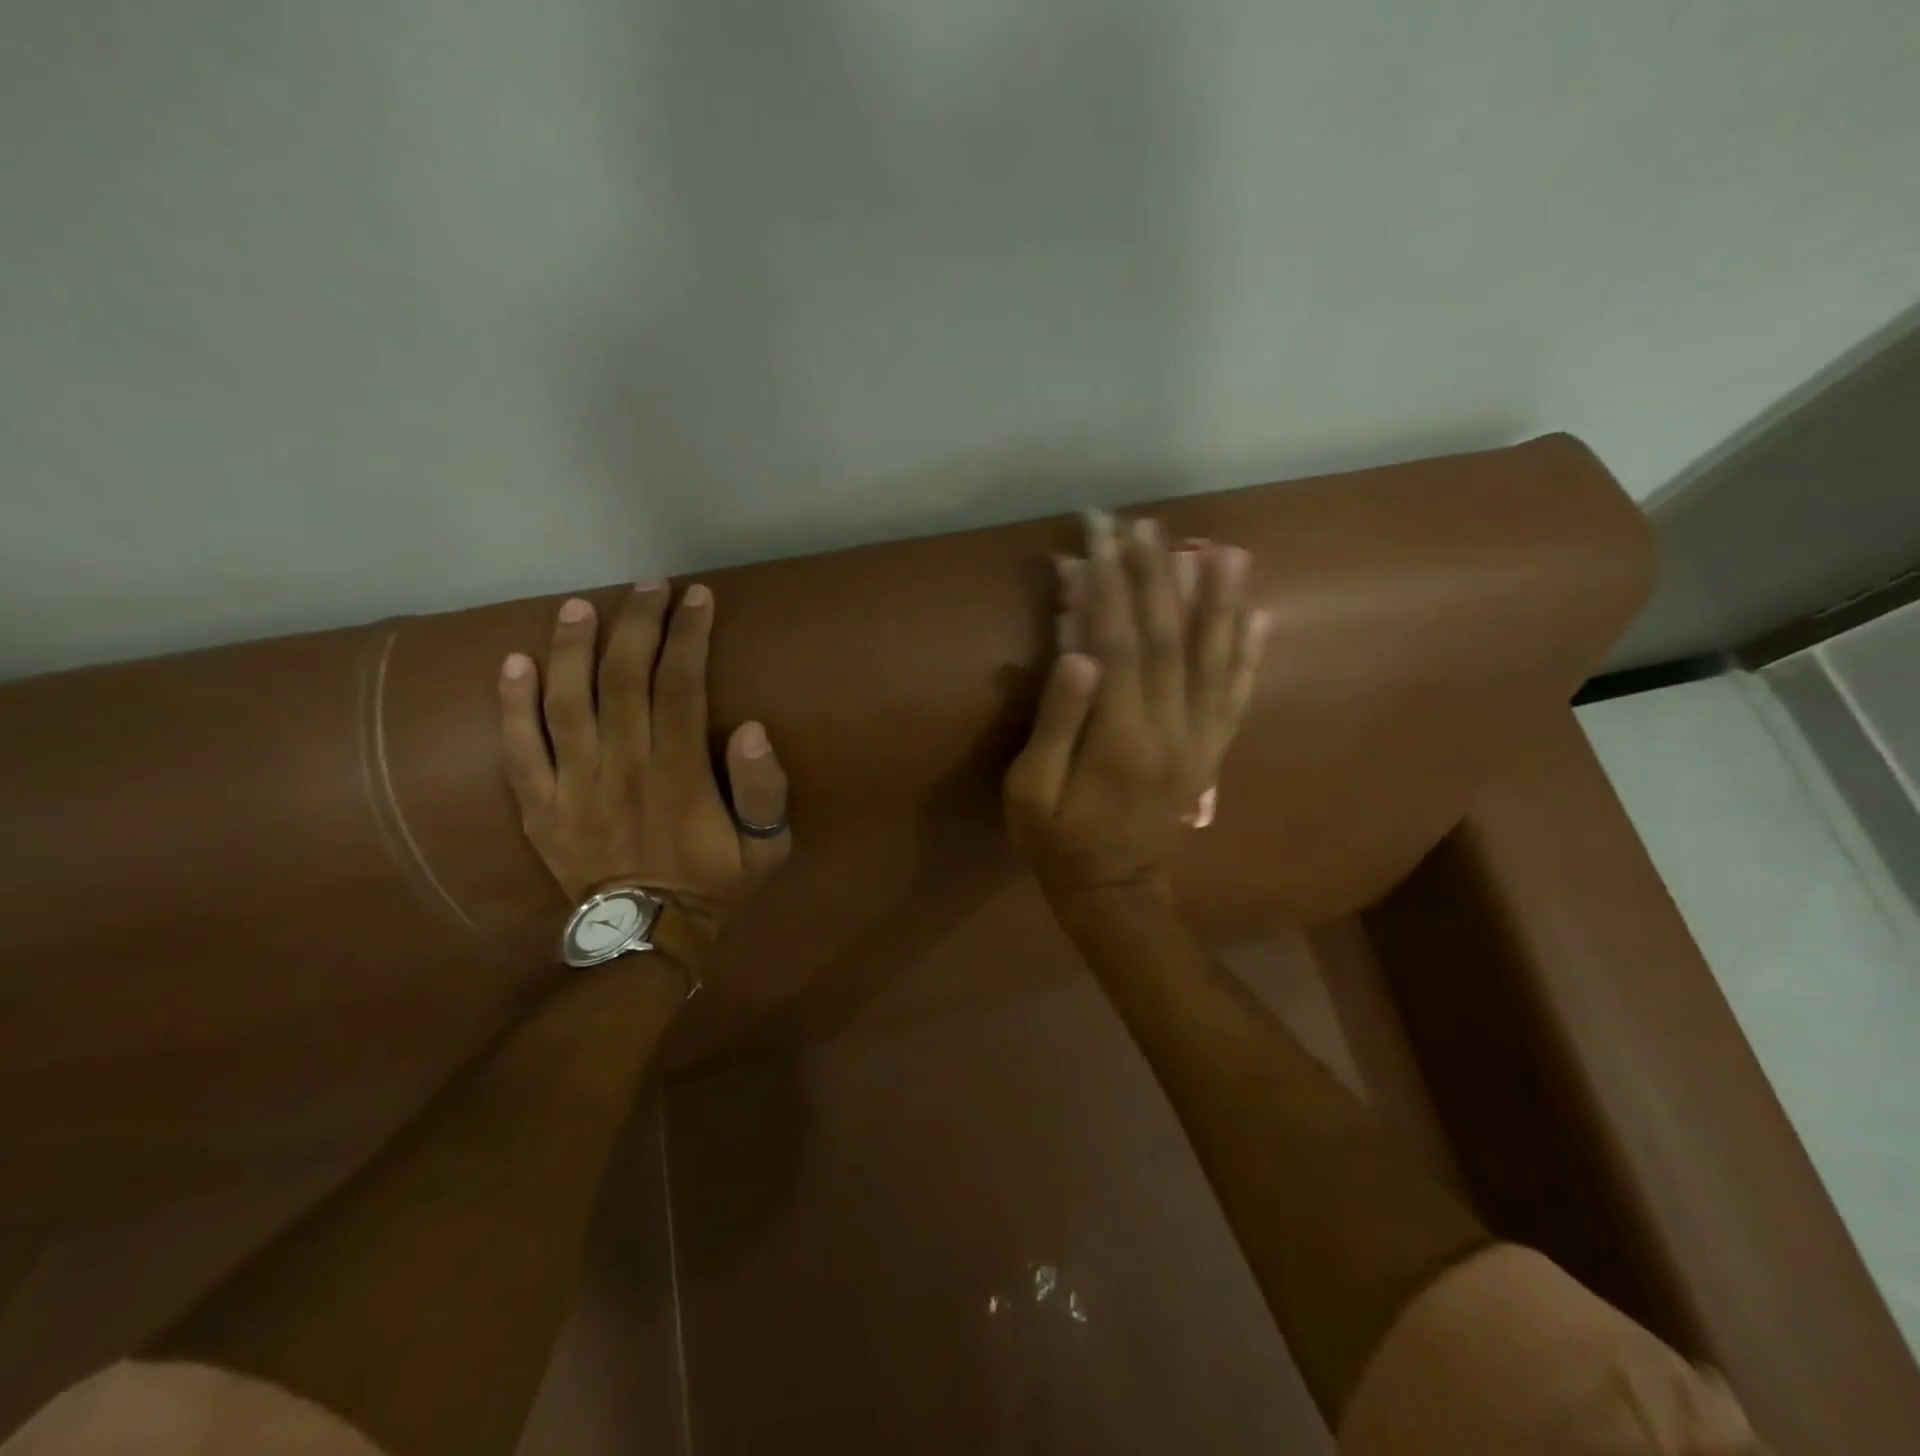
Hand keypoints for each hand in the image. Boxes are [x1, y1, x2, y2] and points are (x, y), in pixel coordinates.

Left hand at [498, 582, 792, 931]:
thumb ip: (764, 790)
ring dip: (572, 649)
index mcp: (680, 776)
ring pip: (566, 703)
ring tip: (579, 606)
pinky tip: (513, 662)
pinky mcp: (539, 806)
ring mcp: (574, 787)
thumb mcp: (766, 847)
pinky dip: (511, 705)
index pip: (681, 687)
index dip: (689, 636)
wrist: (647, 937)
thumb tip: (753, 728)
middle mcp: (623, 769)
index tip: (696, 597)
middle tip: (648, 585)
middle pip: (625, 679)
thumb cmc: (714, 883)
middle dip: (639, 624)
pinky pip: (518, 750)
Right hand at [1003, 512, 1265, 906]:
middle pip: (1169, 639)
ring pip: (1214, 660)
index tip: (1098, 535)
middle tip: (1147, 524)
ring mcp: (1200, 741)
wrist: (1115, 893)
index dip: (1108, 586)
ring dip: (1219, 601)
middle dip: (1156, 575)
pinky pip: (1236, 696)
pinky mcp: (1211, 752)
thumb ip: (1057, 721)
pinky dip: (1248, 653)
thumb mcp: (1030, 791)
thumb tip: (1078, 652)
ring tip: (1225, 549)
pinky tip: (1260, 615)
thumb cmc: (1058, 843)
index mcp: (1121, 738)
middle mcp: (1172, 730)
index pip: (1119, 644)